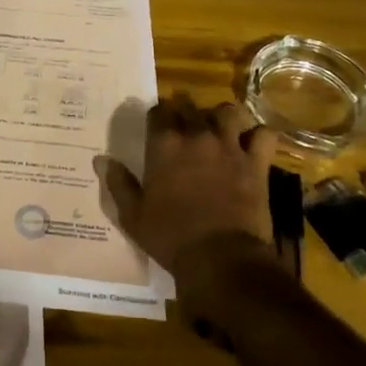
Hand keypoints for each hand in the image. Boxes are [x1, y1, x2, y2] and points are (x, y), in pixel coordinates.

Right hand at [96, 94, 282, 300]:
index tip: (157, 125)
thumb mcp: (133, 216)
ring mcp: (230, 147)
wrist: (220, 258)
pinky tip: (253, 144)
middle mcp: (197, 137)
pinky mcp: (257, 164)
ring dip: (222, 117)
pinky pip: (265, 135)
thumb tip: (101, 160)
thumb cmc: (171, 237)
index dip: (158, 115)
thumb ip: (118, 184)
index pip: (159, 111)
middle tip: (185, 127)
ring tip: (219, 129)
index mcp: (164, 146)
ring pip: (228, 112)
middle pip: (191, 107)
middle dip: (186, 112)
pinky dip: (260, 136)